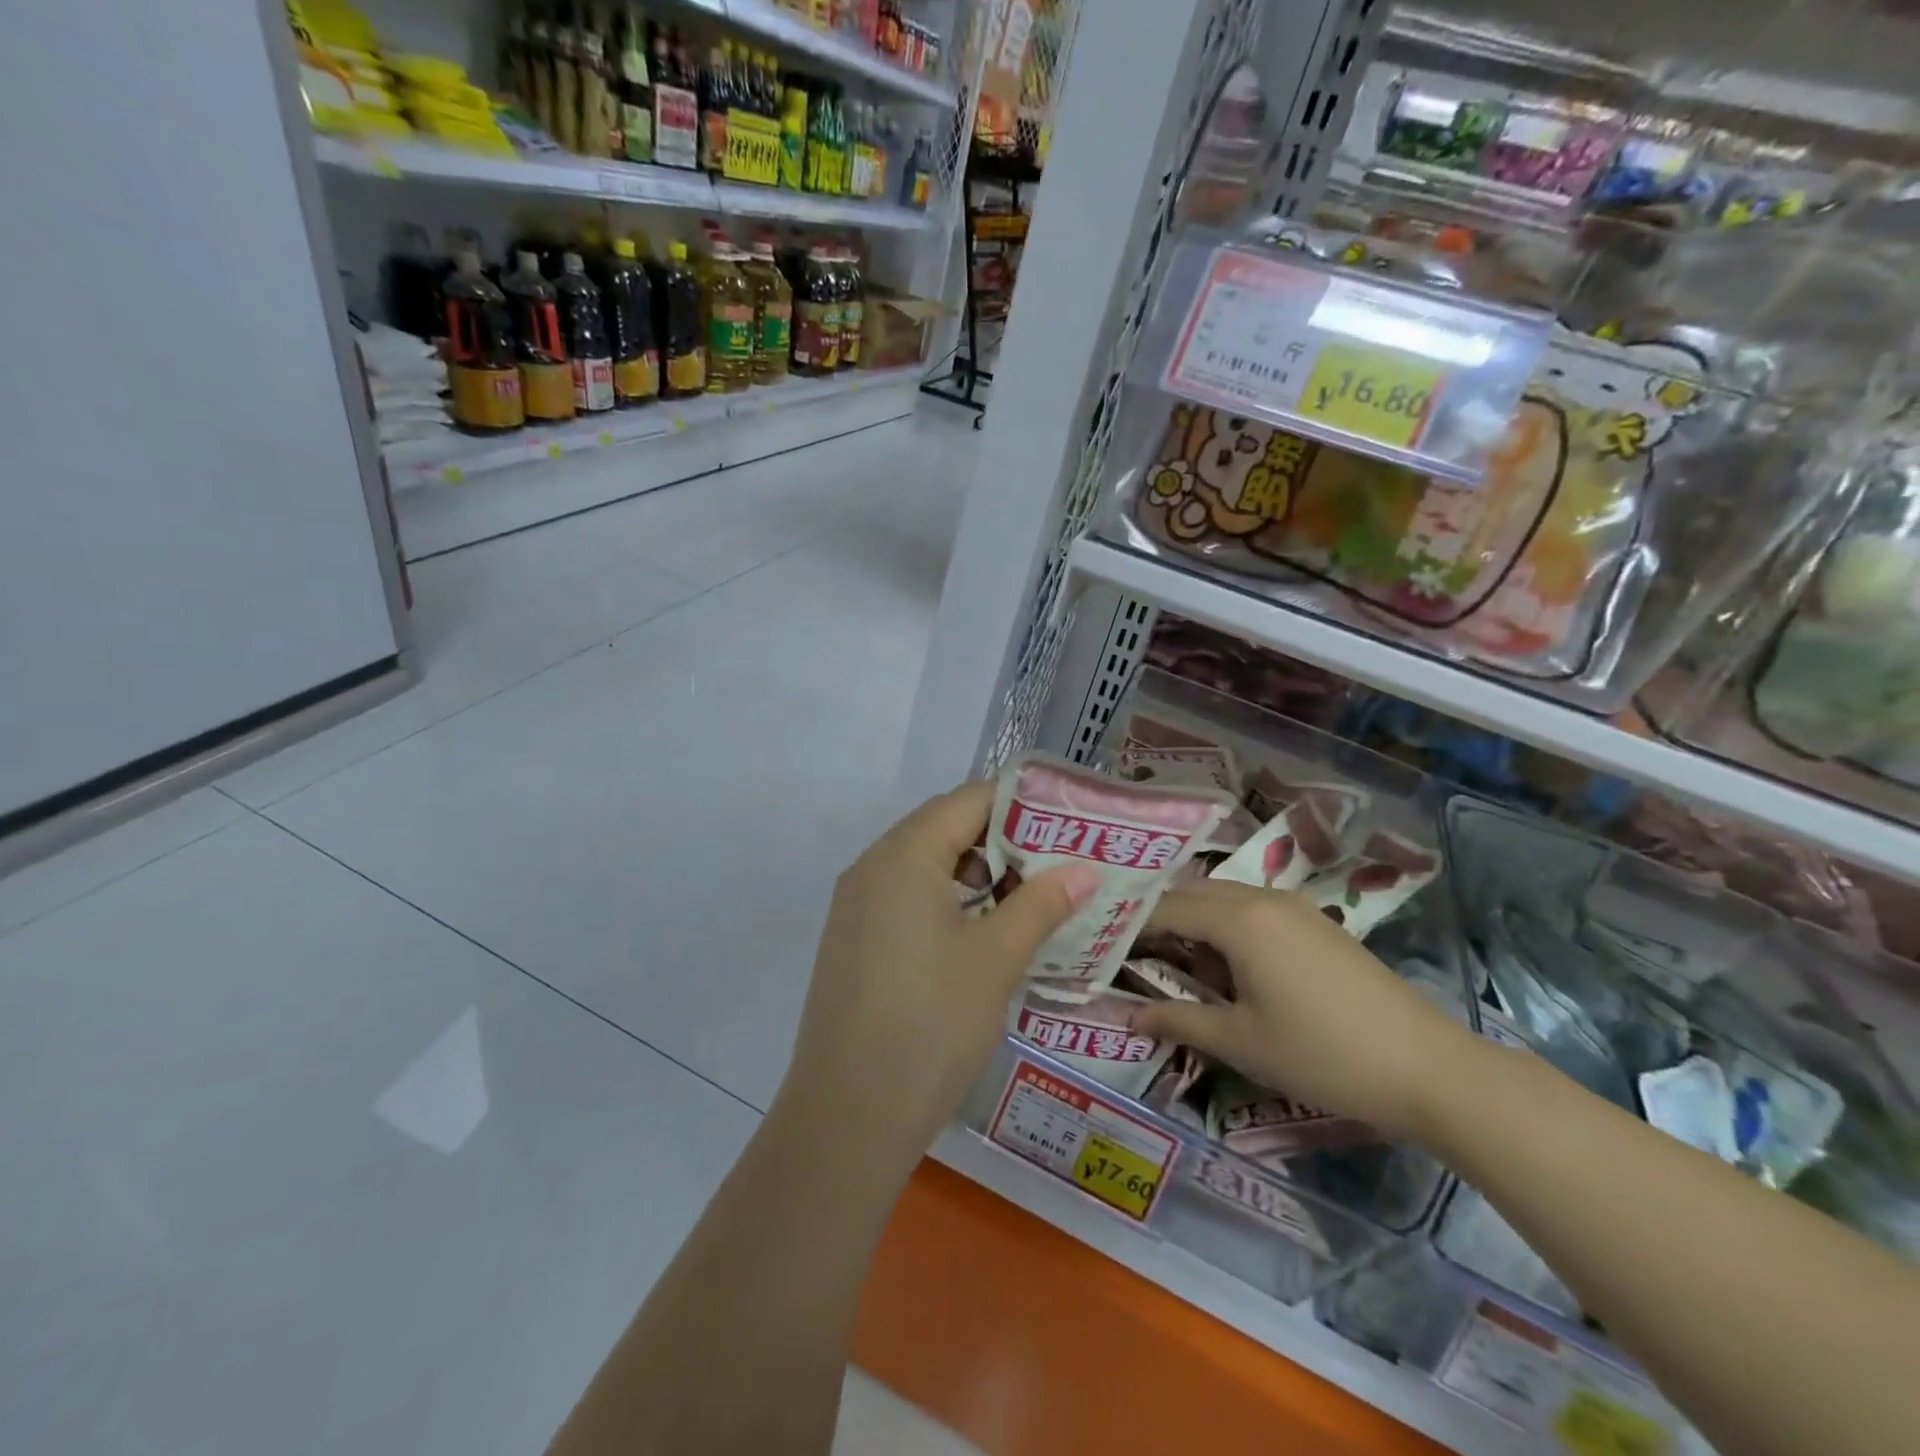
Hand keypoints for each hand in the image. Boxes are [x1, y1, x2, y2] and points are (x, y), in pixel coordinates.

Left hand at [775, 783, 1099, 1177]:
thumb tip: (1085, 869)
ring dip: (979, 874)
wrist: (847, 1118)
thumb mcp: (996, 958)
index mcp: (903, 856)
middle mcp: (872, 868)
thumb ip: (1041, 904)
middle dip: (1005, 840)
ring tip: (1031, 900)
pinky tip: (985, 935)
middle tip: (1059, 865)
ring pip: (928, 866)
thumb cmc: (930, 1024)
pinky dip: (950, 903)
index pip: (967, 801)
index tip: (1068, 824)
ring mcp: (858, 906)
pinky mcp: (856, 942)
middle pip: (945, 828)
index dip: (1021, 804)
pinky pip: (909, 899)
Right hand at [1130, 879, 1482, 1141]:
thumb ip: (1180, 1021)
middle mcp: (1262, 898)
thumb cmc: (1323, 1054)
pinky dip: (1225, 929)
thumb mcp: (1241, 1042)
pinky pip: (1253, 911)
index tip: (1100, 946)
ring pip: (1223, 900)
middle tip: (1129, 952)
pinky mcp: (1316, 924)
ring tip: (1174, 962)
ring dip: (1193, 923)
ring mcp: (1294, 907)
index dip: (1128, 926)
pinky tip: (1226, 967)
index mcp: (1238, 919)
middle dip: (1158, 919)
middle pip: (1192, 895)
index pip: (1165, 909)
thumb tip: (1129, 1016)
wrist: (1428, 1068)